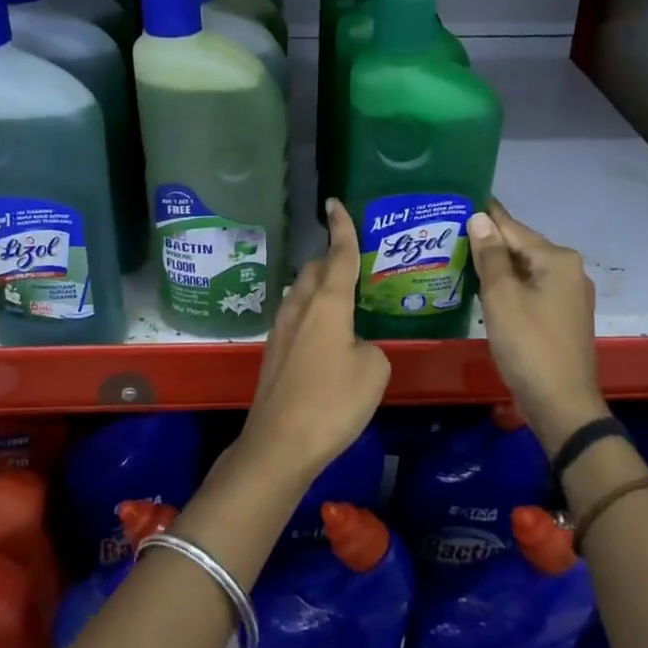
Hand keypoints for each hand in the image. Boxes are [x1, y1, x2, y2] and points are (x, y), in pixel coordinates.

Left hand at [241, 199, 389, 481]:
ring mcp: (281, 330)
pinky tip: (326, 334)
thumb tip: (355, 345)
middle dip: (330, 259)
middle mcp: (299, 307)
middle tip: (353, 262)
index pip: (338, 255)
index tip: (336, 203)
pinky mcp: (273, 353)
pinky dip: (312, 313)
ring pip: (301, 293)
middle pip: (314, 270)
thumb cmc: (332, 402)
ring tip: (342, 298)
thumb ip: (370, 346)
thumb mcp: (373, 371)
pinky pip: (296, 317)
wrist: (280, 443)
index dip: (342, 229)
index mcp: (327, 303)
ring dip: (319, 287)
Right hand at [467, 199, 602, 450]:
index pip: (513, 228)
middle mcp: (568, 270)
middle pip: (521, 248)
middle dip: (488, 242)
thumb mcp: (502, 297)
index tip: (460, 199)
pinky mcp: (562, 315)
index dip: (485, 216)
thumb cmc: (529, 345)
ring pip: (524, 270)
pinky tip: (482, 287)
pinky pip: (530, 289)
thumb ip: (490, 256)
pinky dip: (508, 285)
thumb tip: (479, 218)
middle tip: (449, 232)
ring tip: (458, 255)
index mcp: (557, 259)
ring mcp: (568, 295)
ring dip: (496, 265)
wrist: (561, 403)